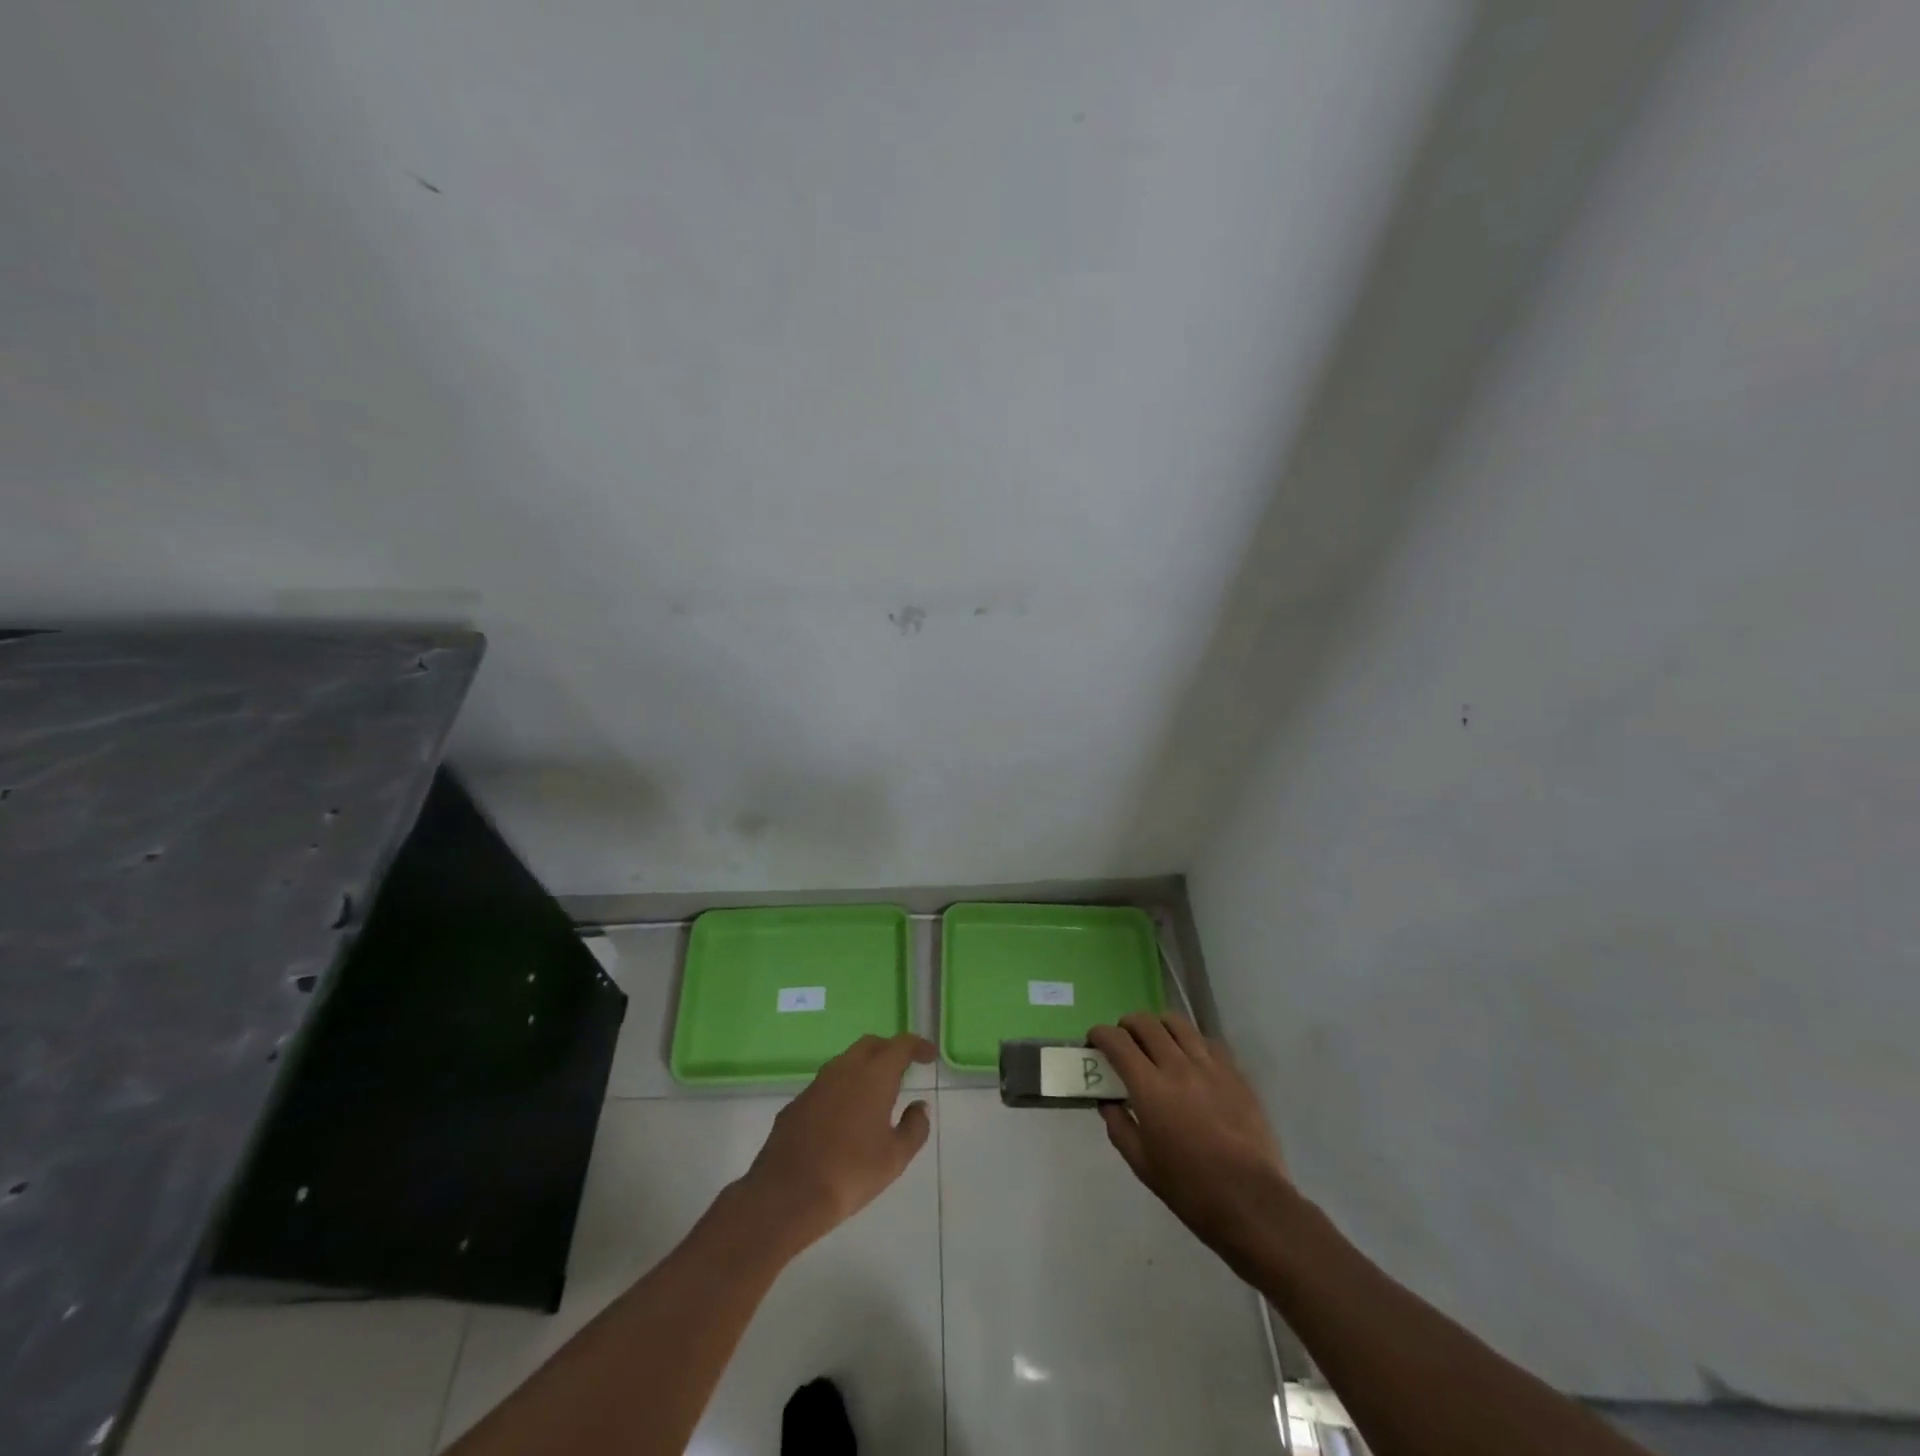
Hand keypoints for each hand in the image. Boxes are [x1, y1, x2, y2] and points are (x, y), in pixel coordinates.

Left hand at [738, 1033, 934, 1249]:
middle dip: (890, 1050)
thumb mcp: (895, 1158)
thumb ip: (914, 1127)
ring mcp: (817, 1083)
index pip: (901, 1045)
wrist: (788, 1193)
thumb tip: (919, 1106)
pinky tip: (845, 1116)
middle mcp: (845, 1068)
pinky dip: (843, 1089)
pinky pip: (828, 1084)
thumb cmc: (851, 1172)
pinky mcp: (798, 1102)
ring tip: (876, 1092)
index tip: (929, 1056)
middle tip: (904, 1068)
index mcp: (874, 1075)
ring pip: (847, 1061)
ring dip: (865, 1068)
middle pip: (871, 1045)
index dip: (918, 1046)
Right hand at [1088, 1013, 1292, 1266]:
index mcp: (1150, 1088)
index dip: (1100, 1034)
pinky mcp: (1234, 1073)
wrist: (1251, 1202)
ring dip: (1158, 1026)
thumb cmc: (1190, 1188)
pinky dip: (1190, 1041)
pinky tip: (1190, 1059)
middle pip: (1146, 1023)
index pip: (1117, 1041)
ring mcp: (1210, 1066)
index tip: (1094, 1041)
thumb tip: (1108, 1102)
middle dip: (1127, 1025)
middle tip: (1123, 1041)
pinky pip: (1206, 1041)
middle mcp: (1178, 1066)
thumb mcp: (1141, 1164)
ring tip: (1156, 1042)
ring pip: (1177, 1023)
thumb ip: (1119, 1126)